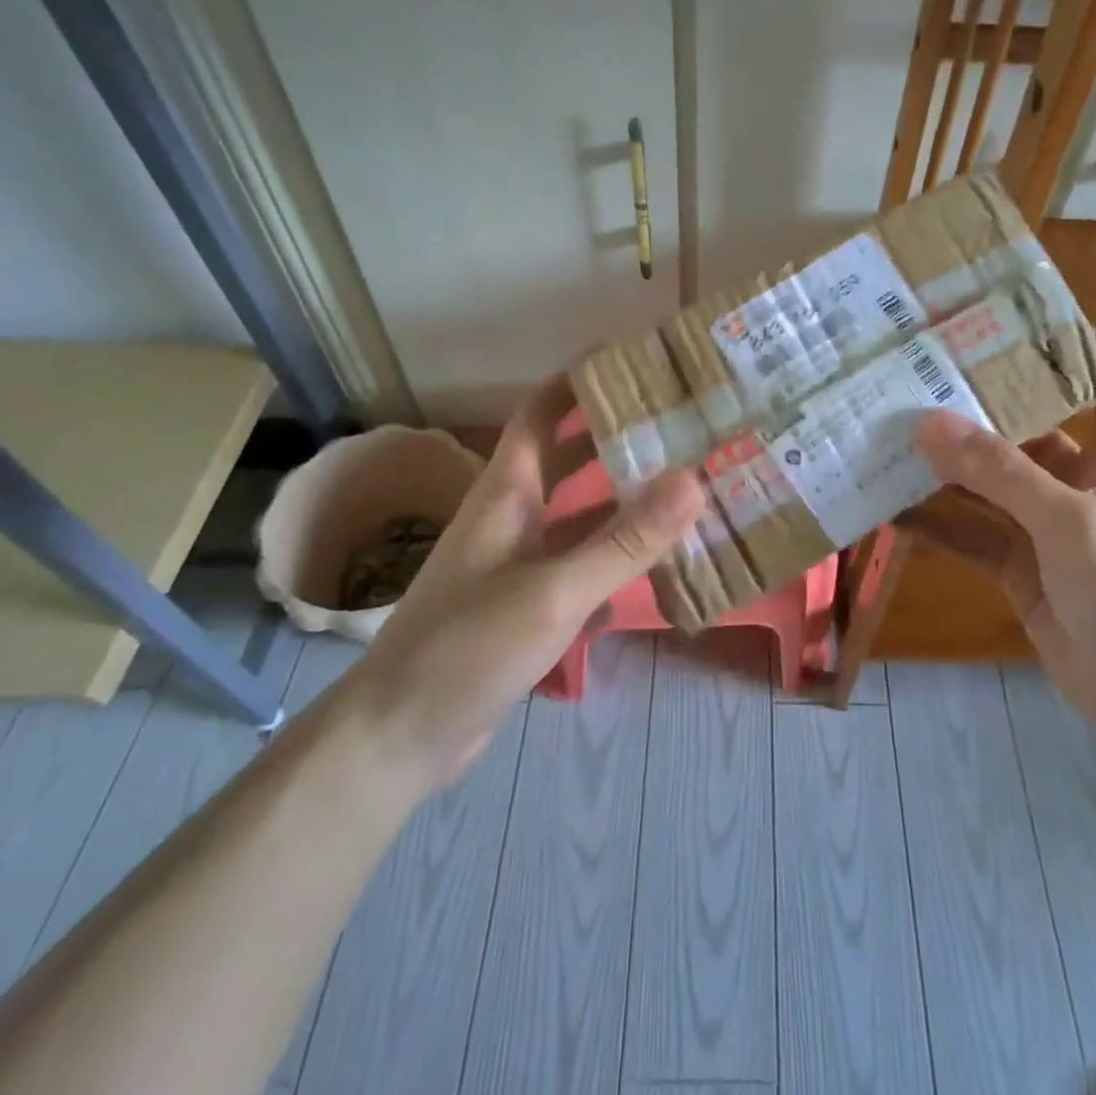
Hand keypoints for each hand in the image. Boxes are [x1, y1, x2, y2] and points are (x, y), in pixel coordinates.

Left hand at [341, 373, 703, 794]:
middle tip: (685, 424)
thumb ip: (624, 541)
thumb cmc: (467, 647)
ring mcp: (522, 562)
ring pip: (584, 517)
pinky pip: (585, 566)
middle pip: (571, 459)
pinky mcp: (532, 605)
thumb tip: (693, 480)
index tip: (635, 358)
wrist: (402, 736)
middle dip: (620, 437)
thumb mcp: (553, 591)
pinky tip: (666, 568)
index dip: (580, 379)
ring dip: (629, 503)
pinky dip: (621, 560)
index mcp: (508, 492)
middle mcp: (515, 516)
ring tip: (691, 488)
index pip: (542, 412)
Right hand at [904, 333, 1095, 752]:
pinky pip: (972, 537)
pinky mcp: (1021, 571)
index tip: (1028, 322)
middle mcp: (1080, 484)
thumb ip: (998, 471)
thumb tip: (929, 422)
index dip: (1087, 345)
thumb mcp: (1068, 520)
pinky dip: (937, 526)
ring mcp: (1047, 530)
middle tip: (919, 380)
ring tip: (890, 440)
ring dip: (946, 469)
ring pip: (989, 487)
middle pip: (1029, 431)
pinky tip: (892, 512)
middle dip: (980, 409)